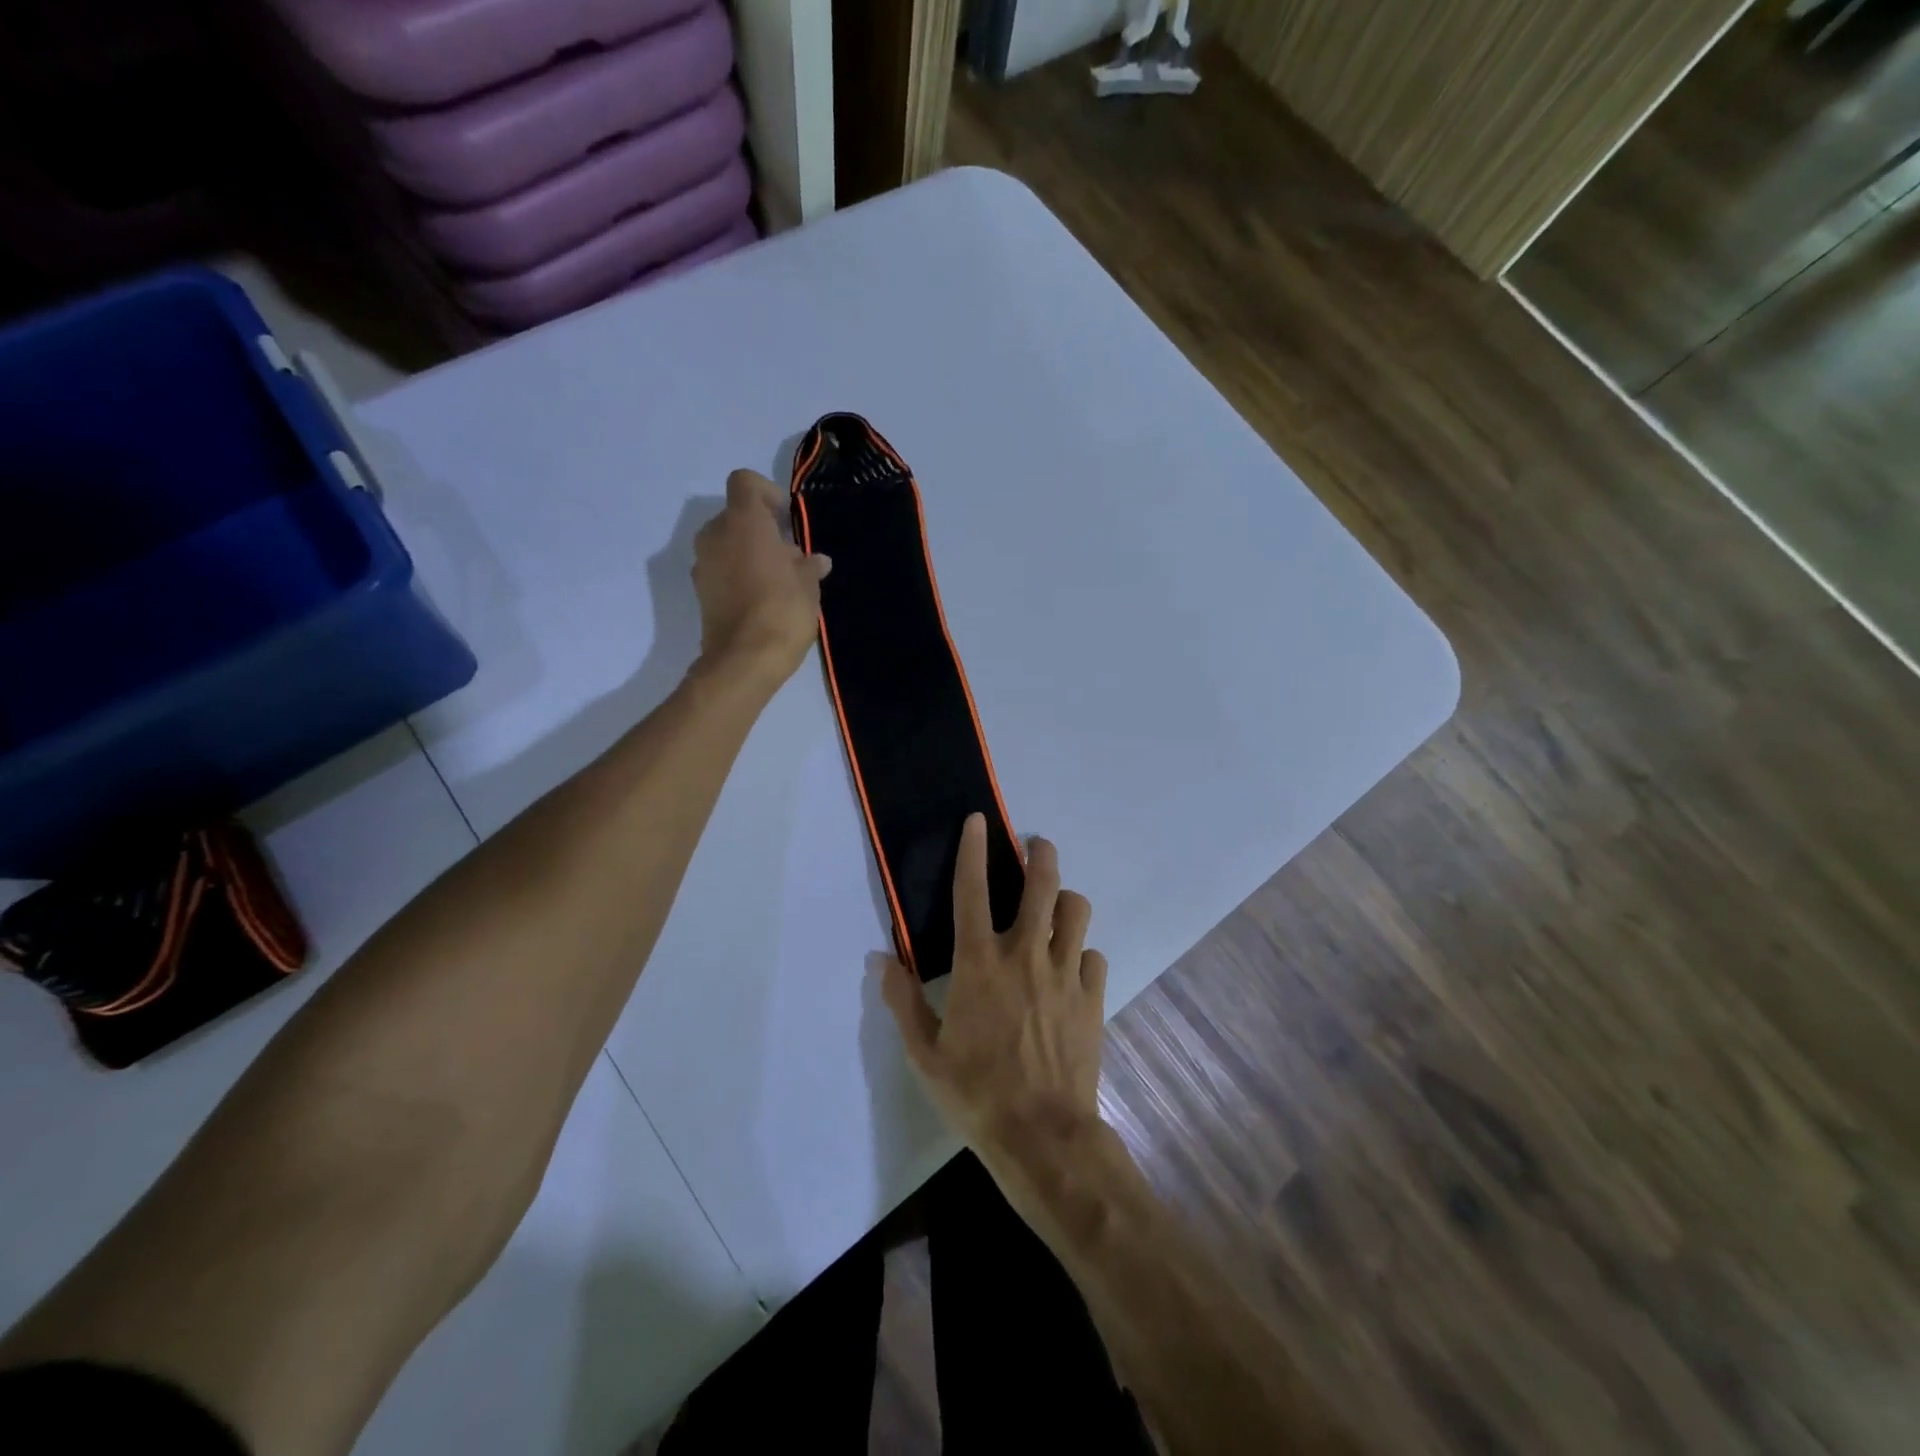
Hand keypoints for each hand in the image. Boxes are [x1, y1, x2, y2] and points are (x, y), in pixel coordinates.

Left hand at [692, 469, 831, 683]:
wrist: (744, 661)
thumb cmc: (782, 611)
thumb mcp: (808, 586)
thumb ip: (809, 567)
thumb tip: (815, 561)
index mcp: (743, 522)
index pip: (745, 482)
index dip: (767, 493)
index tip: (786, 519)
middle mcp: (715, 535)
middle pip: (736, 516)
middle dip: (761, 529)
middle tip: (789, 556)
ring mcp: (703, 564)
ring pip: (727, 544)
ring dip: (749, 553)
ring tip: (778, 580)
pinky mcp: (700, 592)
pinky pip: (721, 569)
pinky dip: (738, 574)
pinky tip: (762, 599)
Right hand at [880, 814, 1109, 1198]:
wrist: (1043, 1136)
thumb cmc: (976, 1093)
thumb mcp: (925, 1053)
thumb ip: (903, 1001)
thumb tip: (881, 959)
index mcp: (979, 963)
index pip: (972, 891)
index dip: (973, 850)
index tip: (979, 821)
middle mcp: (1025, 955)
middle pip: (1042, 884)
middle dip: (1040, 855)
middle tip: (1036, 846)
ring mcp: (1065, 973)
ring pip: (1077, 911)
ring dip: (1066, 899)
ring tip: (1057, 906)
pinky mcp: (1092, 996)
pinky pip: (1094, 955)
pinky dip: (1082, 953)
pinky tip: (1072, 968)